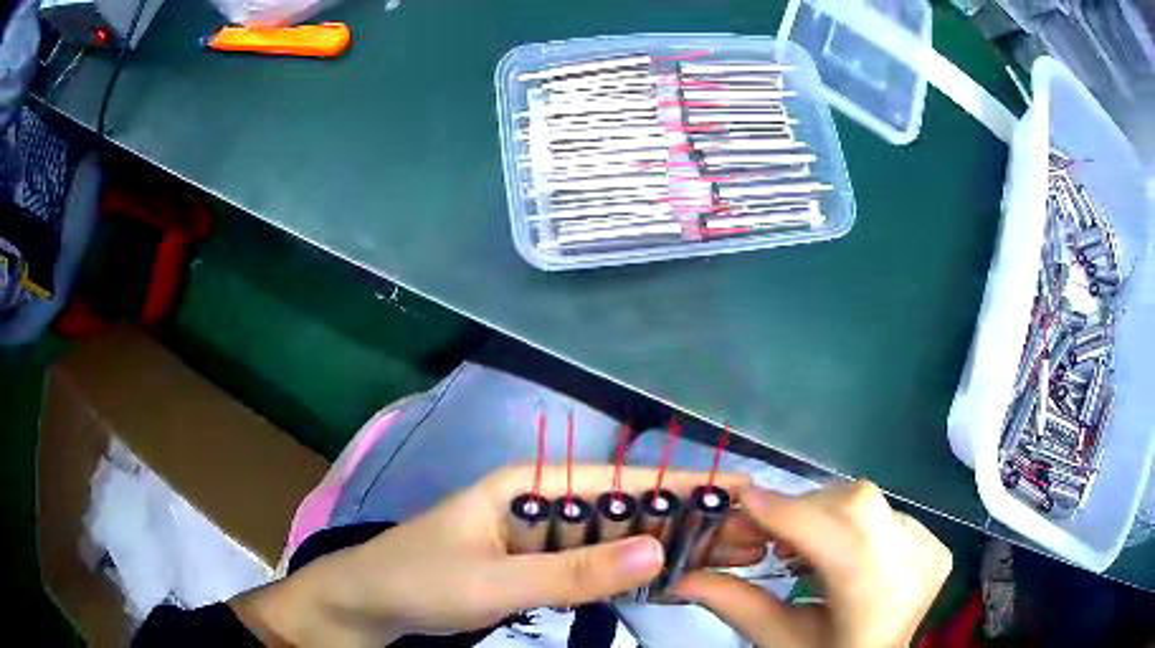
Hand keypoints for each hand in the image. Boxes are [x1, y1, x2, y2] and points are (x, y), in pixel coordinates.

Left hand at [230, 464, 763, 647]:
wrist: (369, 603)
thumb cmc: (420, 581)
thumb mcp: (495, 581)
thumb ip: (573, 572)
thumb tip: (657, 548)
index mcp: (529, 485)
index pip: (618, 480)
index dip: (681, 484)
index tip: (740, 488)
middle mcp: (542, 501)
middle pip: (625, 507)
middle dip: (688, 517)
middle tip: (751, 529)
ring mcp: (540, 535)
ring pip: (615, 535)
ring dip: (668, 543)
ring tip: (730, 550)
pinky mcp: (536, 564)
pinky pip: (594, 563)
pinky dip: (632, 569)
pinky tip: (670, 575)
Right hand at [673, 481, 951, 647]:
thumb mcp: (778, 641)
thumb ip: (734, 602)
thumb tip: (681, 574)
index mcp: (879, 599)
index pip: (836, 537)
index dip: (788, 513)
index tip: (743, 497)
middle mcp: (915, 565)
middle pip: (856, 505)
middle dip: (802, 510)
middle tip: (769, 535)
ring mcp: (931, 550)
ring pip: (870, 503)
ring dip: (826, 515)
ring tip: (805, 550)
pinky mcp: (936, 543)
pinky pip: (885, 513)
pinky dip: (852, 524)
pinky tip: (841, 552)